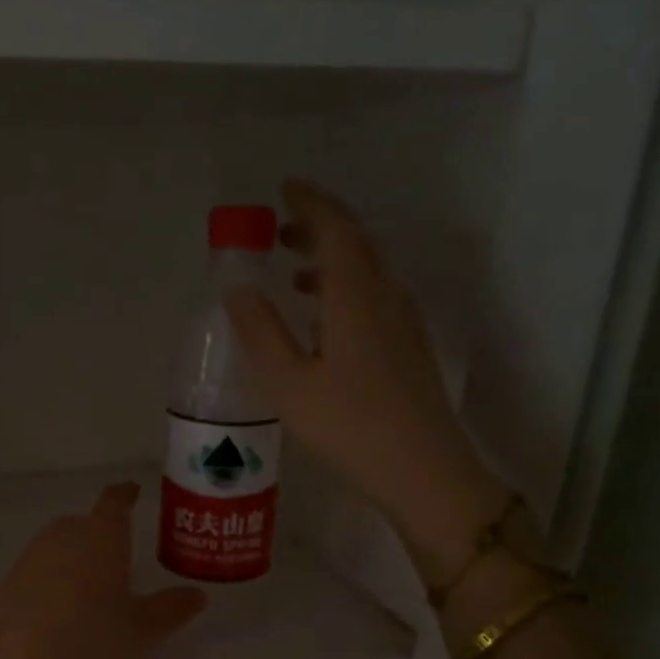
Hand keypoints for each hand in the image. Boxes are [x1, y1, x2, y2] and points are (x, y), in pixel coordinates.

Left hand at [0, 483, 207, 658]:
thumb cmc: (89, 640)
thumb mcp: (142, 631)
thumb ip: (171, 609)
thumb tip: (198, 594)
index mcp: (102, 535)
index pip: (115, 502)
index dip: (126, 495)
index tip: (132, 492)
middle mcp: (65, 534)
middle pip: (86, 524)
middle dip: (103, 535)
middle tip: (121, 558)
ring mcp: (32, 556)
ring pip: (61, 546)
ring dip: (76, 559)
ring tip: (92, 590)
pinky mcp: (8, 581)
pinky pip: (40, 571)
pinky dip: (53, 581)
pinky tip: (60, 612)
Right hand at [225, 179, 505, 583]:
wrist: (421, 469)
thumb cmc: (347, 425)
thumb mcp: (287, 383)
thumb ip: (260, 332)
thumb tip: (238, 289)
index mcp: (355, 295)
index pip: (336, 228)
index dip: (310, 203)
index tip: (284, 189)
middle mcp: (386, 296)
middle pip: (356, 243)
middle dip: (318, 228)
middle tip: (279, 231)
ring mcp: (403, 321)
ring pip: (367, 271)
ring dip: (330, 260)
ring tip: (293, 274)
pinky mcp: (408, 346)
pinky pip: (373, 296)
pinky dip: (344, 289)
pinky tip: (322, 320)